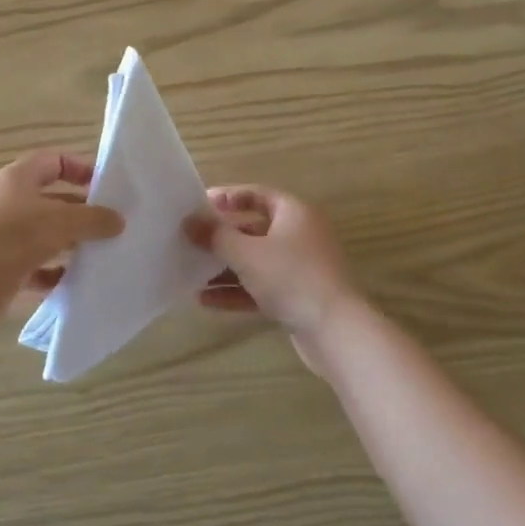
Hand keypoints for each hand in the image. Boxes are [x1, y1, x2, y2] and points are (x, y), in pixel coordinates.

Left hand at [0, 150, 124, 305]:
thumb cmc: (11, 238)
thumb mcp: (59, 221)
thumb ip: (92, 218)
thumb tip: (118, 220)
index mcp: (18, 179)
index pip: (54, 161)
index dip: (81, 168)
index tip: (107, 186)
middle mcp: (8, 203)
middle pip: (52, 200)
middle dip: (82, 211)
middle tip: (112, 225)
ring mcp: (2, 237)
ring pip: (45, 236)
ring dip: (70, 244)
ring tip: (101, 254)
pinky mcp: (1, 269)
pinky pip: (35, 268)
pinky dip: (54, 274)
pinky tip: (75, 283)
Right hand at [184, 186, 365, 353]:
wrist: (335, 331)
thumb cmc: (290, 277)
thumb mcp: (246, 253)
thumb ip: (214, 235)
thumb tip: (188, 222)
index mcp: (294, 212)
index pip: (256, 194)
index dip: (227, 197)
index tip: (198, 206)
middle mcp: (300, 234)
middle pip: (253, 229)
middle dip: (221, 238)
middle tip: (190, 241)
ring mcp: (301, 267)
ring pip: (256, 261)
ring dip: (225, 267)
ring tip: (191, 273)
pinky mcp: (298, 296)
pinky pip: (261, 286)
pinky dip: (237, 290)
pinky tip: (206, 300)